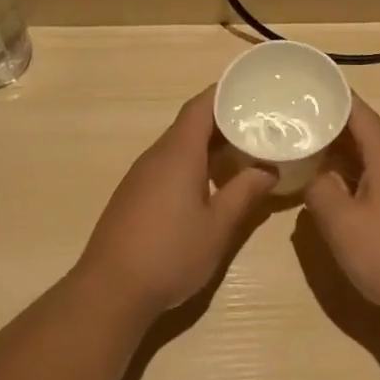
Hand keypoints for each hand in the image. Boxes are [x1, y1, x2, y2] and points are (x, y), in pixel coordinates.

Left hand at [76, 88, 276, 314]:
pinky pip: (168, 164)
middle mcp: (156, 155)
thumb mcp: (218, 227)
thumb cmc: (170, 254)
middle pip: (190, 123)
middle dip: (223, 118)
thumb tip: (268, 169)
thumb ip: (244, 193)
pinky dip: (192, 162)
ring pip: (179, 145)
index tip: (252, 88)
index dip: (225, 92)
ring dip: (208, 143)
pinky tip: (210, 182)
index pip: (201, 106)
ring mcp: (141, 175)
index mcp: (178, 153)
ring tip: (242, 149)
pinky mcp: (134, 194)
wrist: (110, 291)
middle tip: (259, 122)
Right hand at [303, 96, 379, 326]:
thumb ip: (320, 191)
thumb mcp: (342, 222)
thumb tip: (313, 175)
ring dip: (338, 151)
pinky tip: (329, 186)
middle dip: (329, 123)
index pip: (358, 111)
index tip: (303, 86)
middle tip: (292, 116)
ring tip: (303, 145)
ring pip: (368, 157)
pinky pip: (373, 179)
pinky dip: (349, 175)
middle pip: (363, 132)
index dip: (332, 95)